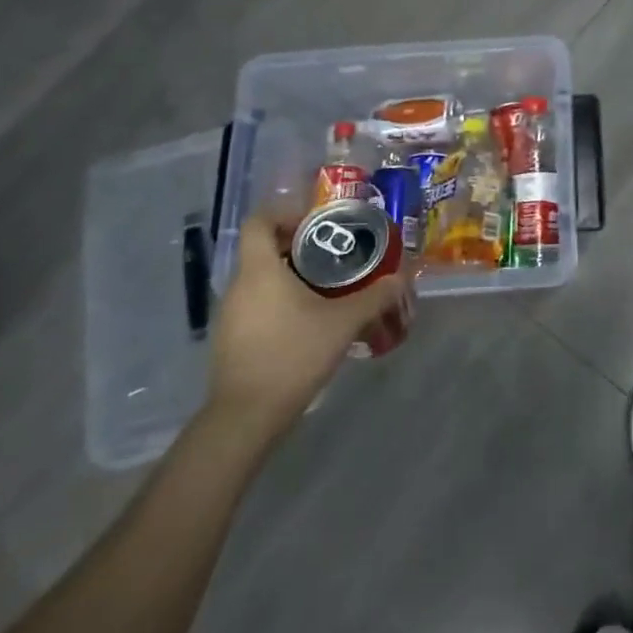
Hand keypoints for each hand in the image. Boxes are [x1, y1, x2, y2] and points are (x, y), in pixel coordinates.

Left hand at [206, 213, 410, 446]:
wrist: (246, 418)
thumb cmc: (293, 355)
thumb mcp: (343, 323)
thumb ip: (375, 296)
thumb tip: (402, 277)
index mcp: (260, 270)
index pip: (260, 221)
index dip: (285, 213)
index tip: (317, 223)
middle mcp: (239, 286)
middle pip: (264, 249)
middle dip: (299, 246)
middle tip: (334, 254)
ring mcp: (230, 315)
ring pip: (261, 279)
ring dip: (291, 276)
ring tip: (327, 288)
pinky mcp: (231, 339)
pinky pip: (257, 304)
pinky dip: (280, 302)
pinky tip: (308, 322)